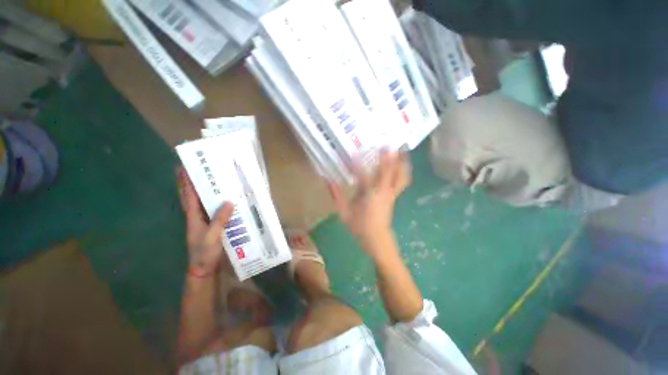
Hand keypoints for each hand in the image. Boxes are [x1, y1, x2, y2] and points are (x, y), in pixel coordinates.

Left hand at [177, 167, 233, 276]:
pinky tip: (224, 198)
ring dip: (204, 190)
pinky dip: (215, 201)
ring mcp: (204, 221)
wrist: (203, 268)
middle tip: (198, 168)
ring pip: (202, 202)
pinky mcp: (212, 225)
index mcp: (193, 217)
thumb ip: (219, 220)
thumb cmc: (204, 253)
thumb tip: (229, 202)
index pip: (189, 196)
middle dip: (192, 182)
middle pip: (192, 196)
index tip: (184, 167)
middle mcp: (196, 216)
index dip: (186, 182)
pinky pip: (213, 209)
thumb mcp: (212, 237)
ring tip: (212, 178)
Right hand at [329, 151, 410, 254]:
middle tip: (389, 144)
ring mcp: (391, 194)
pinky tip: (403, 164)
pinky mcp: (394, 196)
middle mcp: (382, 192)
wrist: (376, 239)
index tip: (353, 154)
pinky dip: (403, 171)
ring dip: (402, 162)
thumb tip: (328, 180)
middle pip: (389, 172)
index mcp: (368, 196)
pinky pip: (402, 181)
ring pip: (400, 176)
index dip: (357, 165)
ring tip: (403, 150)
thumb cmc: (359, 226)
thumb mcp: (344, 213)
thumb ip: (336, 196)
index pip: (362, 177)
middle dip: (389, 157)